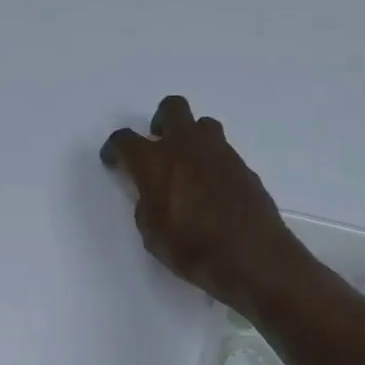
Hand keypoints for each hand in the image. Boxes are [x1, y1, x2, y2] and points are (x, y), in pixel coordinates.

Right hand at [101, 96, 307, 314]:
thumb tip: (152, 195)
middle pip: (172, 109)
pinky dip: (211, 162)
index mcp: (155, 162)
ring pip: (202, 125)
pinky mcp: (243, 166)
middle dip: (160, 121)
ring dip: (190, 137)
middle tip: (157, 146)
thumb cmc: (191, 249)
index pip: (125, 140)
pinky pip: (222, 151)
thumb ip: (146, 206)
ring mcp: (219, 153)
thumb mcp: (152, 235)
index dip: (115, 149)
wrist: (250, 256)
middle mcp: (187, 147)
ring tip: (187, 166)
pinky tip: (211, 189)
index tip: (113, 161)